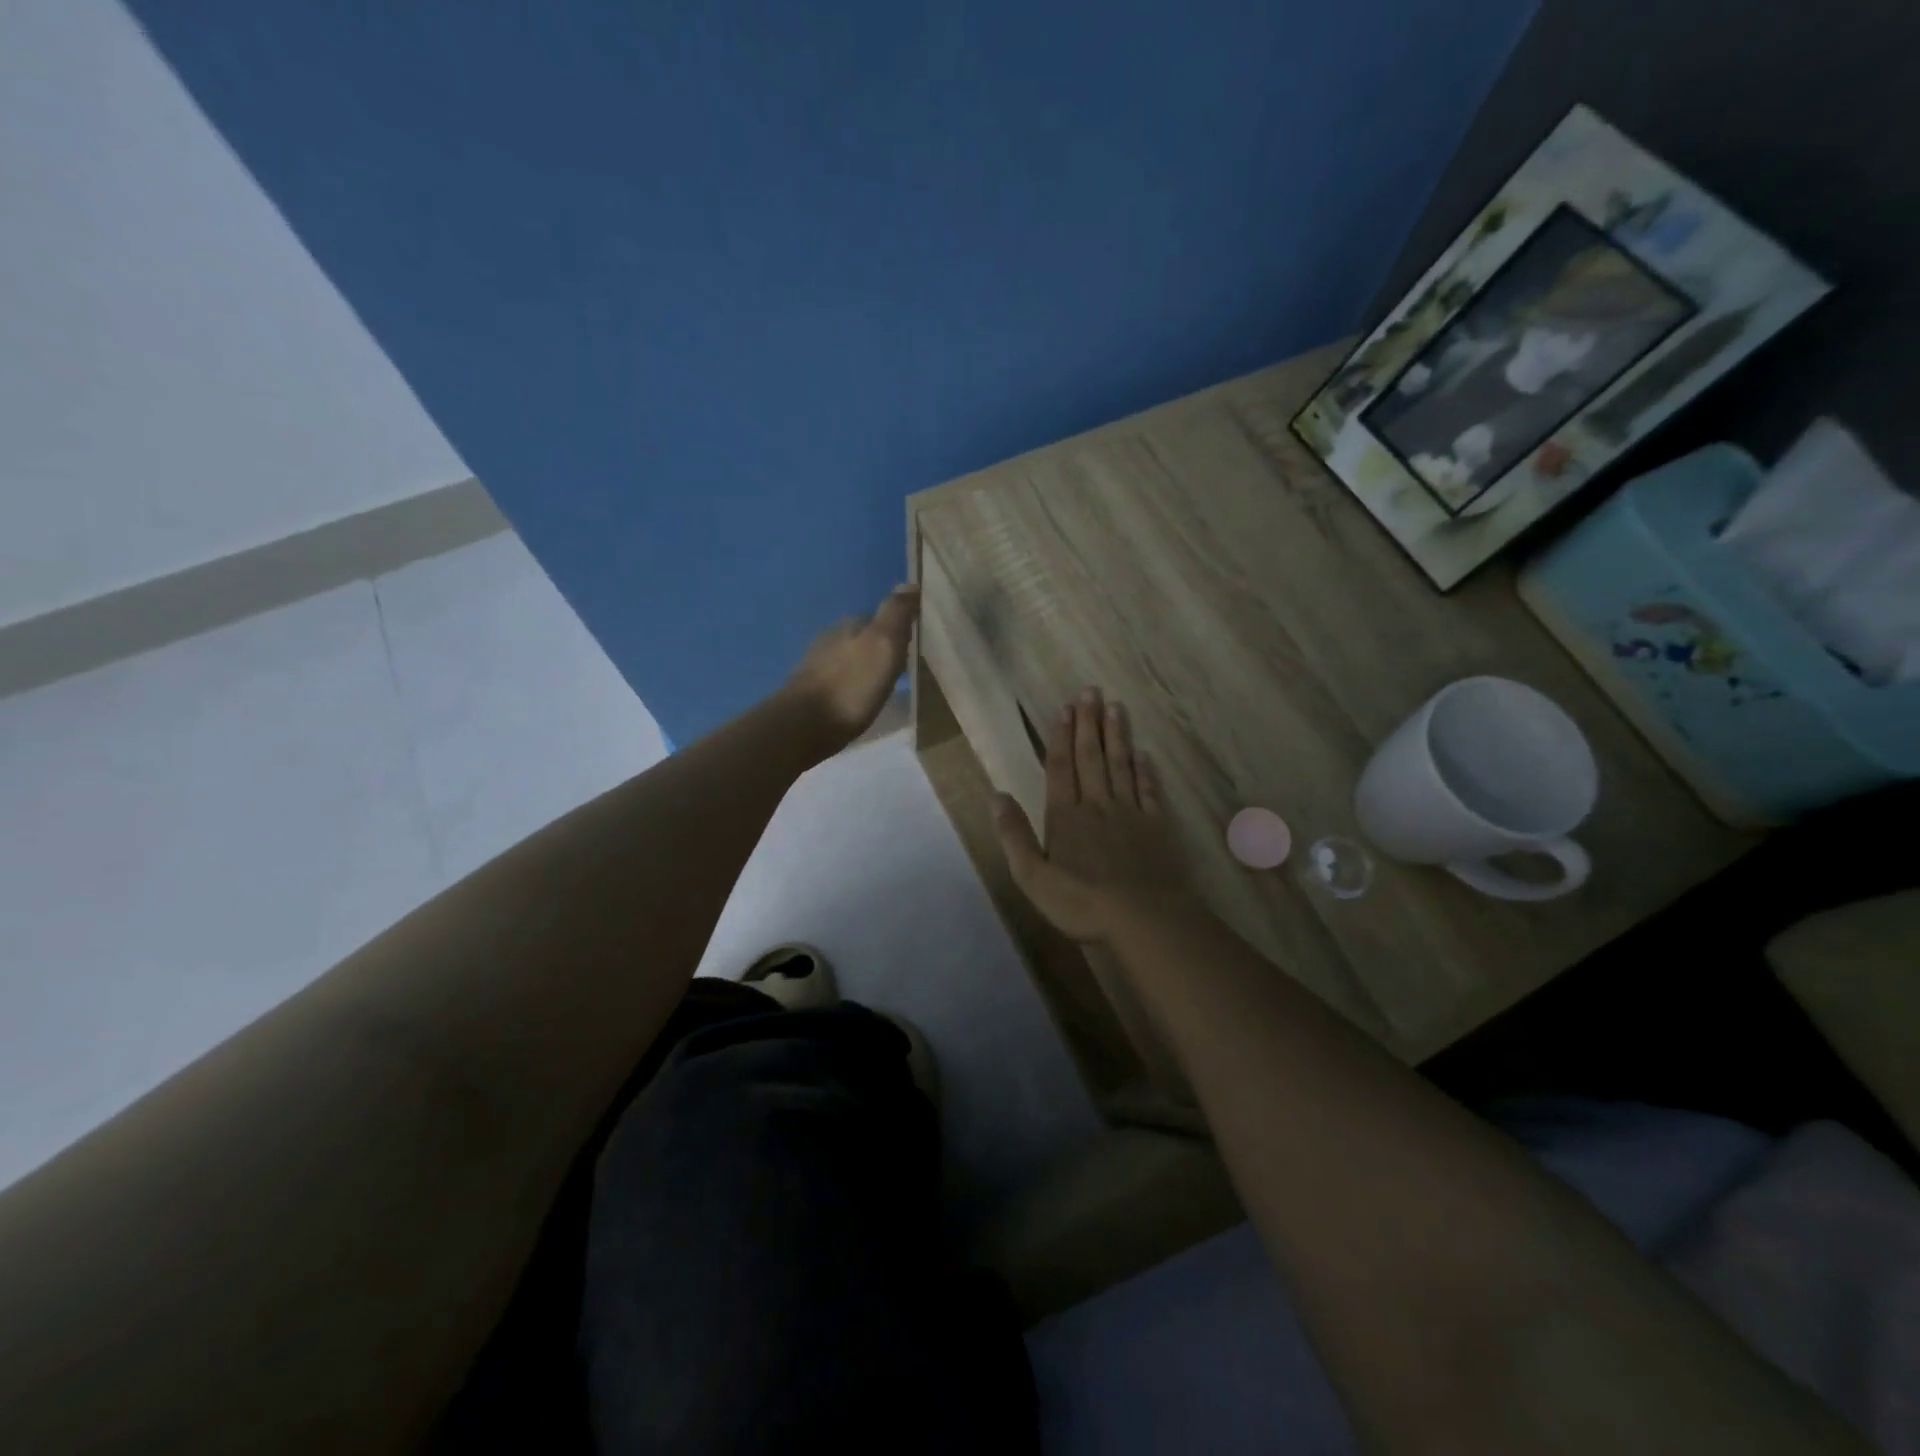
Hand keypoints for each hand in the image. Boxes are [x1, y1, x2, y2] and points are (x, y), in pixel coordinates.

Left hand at [782, 584, 919, 747]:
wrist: (803, 726)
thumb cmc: (851, 685)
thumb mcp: (883, 645)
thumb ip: (895, 614)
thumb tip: (910, 583)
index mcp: (850, 625)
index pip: (880, 617)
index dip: (898, 630)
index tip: (913, 645)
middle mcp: (830, 638)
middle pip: (863, 638)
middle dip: (880, 648)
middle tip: (901, 668)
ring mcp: (816, 664)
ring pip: (849, 658)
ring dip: (865, 668)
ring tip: (882, 686)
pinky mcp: (809, 691)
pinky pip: (838, 680)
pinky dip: (851, 685)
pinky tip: (858, 700)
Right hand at [993, 688, 1200, 944]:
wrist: (1143, 919)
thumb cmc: (1081, 902)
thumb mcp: (1032, 876)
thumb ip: (1014, 835)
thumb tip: (996, 795)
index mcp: (1065, 816)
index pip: (1061, 767)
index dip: (1061, 736)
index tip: (1066, 708)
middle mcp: (1097, 805)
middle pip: (1092, 757)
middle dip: (1090, 723)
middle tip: (1091, 691)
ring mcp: (1130, 813)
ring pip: (1121, 765)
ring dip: (1117, 735)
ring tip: (1116, 707)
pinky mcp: (1156, 826)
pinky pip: (1149, 790)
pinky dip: (1145, 770)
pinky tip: (1144, 754)